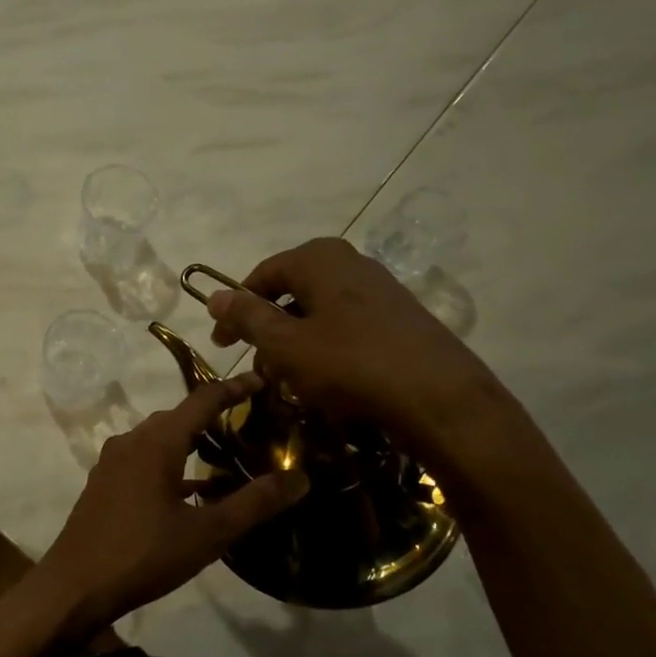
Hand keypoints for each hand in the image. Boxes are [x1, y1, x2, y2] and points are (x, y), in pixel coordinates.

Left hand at [33, 375, 308, 636]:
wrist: (74, 586)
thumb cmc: (143, 555)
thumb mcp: (207, 534)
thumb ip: (254, 503)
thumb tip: (300, 478)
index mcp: (157, 442)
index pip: (202, 399)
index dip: (234, 388)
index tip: (262, 379)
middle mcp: (132, 441)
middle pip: (178, 416)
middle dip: (213, 413)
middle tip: (249, 421)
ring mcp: (113, 461)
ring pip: (159, 438)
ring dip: (190, 439)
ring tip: (224, 452)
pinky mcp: (104, 482)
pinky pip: (143, 458)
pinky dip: (170, 462)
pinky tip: (189, 489)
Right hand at [206, 237, 518, 479]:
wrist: (441, 398)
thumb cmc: (350, 365)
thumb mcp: (286, 345)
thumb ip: (248, 318)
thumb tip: (214, 296)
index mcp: (318, 258)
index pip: (261, 276)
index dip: (236, 310)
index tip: (221, 344)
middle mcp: (350, 263)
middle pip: (292, 292)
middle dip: (269, 330)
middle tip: (257, 366)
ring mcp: (380, 289)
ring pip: (320, 313)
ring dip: (297, 344)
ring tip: (290, 381)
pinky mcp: (400, 318)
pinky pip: (348, 327)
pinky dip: (327, 350)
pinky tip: (328, 382)